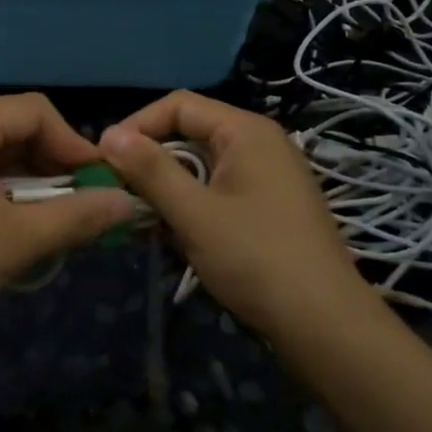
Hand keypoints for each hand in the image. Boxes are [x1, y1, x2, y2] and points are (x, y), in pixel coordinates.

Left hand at [0, 95, 134, 342]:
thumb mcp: (19, 239)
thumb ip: (78, 216)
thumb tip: (128, 202)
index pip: (35, 111)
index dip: (73, 143)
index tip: (97, 182)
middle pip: (9, 126)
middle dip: (48, 161)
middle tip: (75, 200)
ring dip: (22, 176)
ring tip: (43, 215)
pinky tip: (0, 221)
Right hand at [100, 91, 368, 337]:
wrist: (326, 327)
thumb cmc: (256, 260)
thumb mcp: (194, 214)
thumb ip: (150, 171)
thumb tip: (109, 135)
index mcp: (246, 131)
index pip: (178, 105)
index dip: (137, 125)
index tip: (105, 159)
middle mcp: (259, 143)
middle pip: (189, 133)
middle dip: (150, 161)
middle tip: (118, 192)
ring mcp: (267, 176)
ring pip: (201, 166)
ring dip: (168, 189)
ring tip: (141, 220)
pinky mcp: (268, 207)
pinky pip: (218, 190)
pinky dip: (191, 206)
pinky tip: (172, 236)